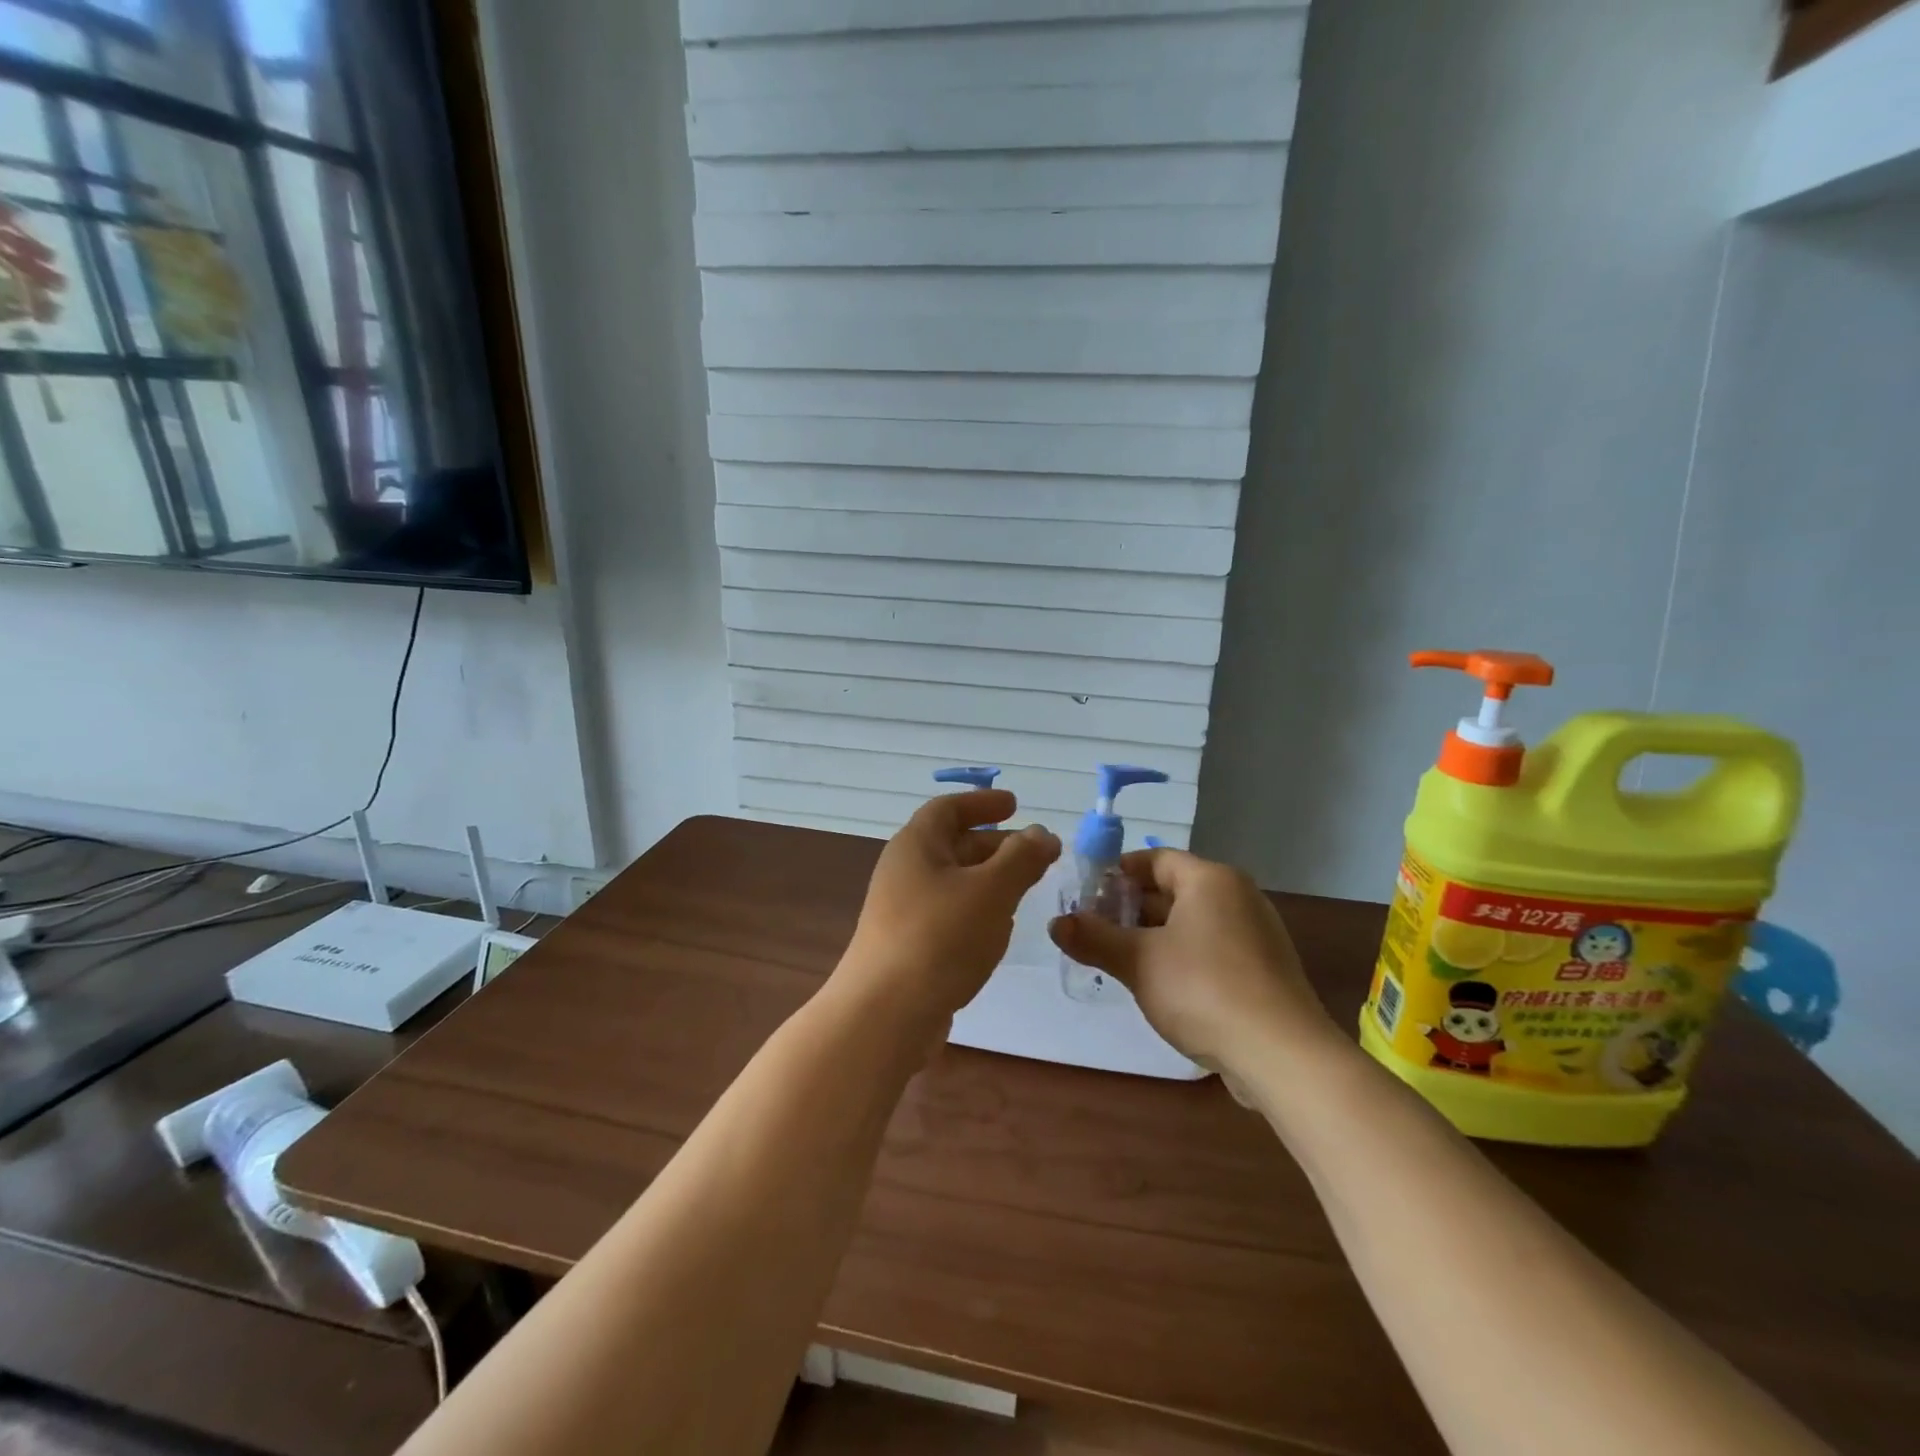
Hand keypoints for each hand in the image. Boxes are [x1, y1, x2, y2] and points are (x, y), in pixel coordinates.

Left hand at [837, 789, 1060, 1029]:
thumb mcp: (991, 891)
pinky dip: (976, 910)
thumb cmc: (940, 938)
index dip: (982, 802)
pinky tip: (997, 930)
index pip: (948, 808)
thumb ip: (1021, 858)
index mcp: (915, 845)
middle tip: (1036, 853)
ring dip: (989, 879)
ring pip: (953, 882)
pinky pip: (948, 913)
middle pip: (952, 844)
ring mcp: (902, 911)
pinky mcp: (908, 945)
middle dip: (995, 845)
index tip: (1015, 805)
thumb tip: (1042, 833)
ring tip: (1025, 888)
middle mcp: (904, 871)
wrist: (885, 1015)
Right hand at [1048, 848, 1335, 1071]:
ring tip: (1118, 960)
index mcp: (1210, 879)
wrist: (1282, 1055)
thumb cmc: (1203, 990)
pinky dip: (1181, 957)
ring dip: (1152, 936)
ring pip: (1190, 922)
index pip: (1154, 859)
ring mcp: (1256, 933)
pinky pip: (1211, 948)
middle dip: (1129, 909)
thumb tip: (1055, 923)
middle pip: (1172, 889)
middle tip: (1093, 932)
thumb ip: (1094, 938)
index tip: (1085, 897)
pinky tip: (1159, 986)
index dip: (1116, 874)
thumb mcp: (1138, 961)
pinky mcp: (1264, 969)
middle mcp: (1237, 896)